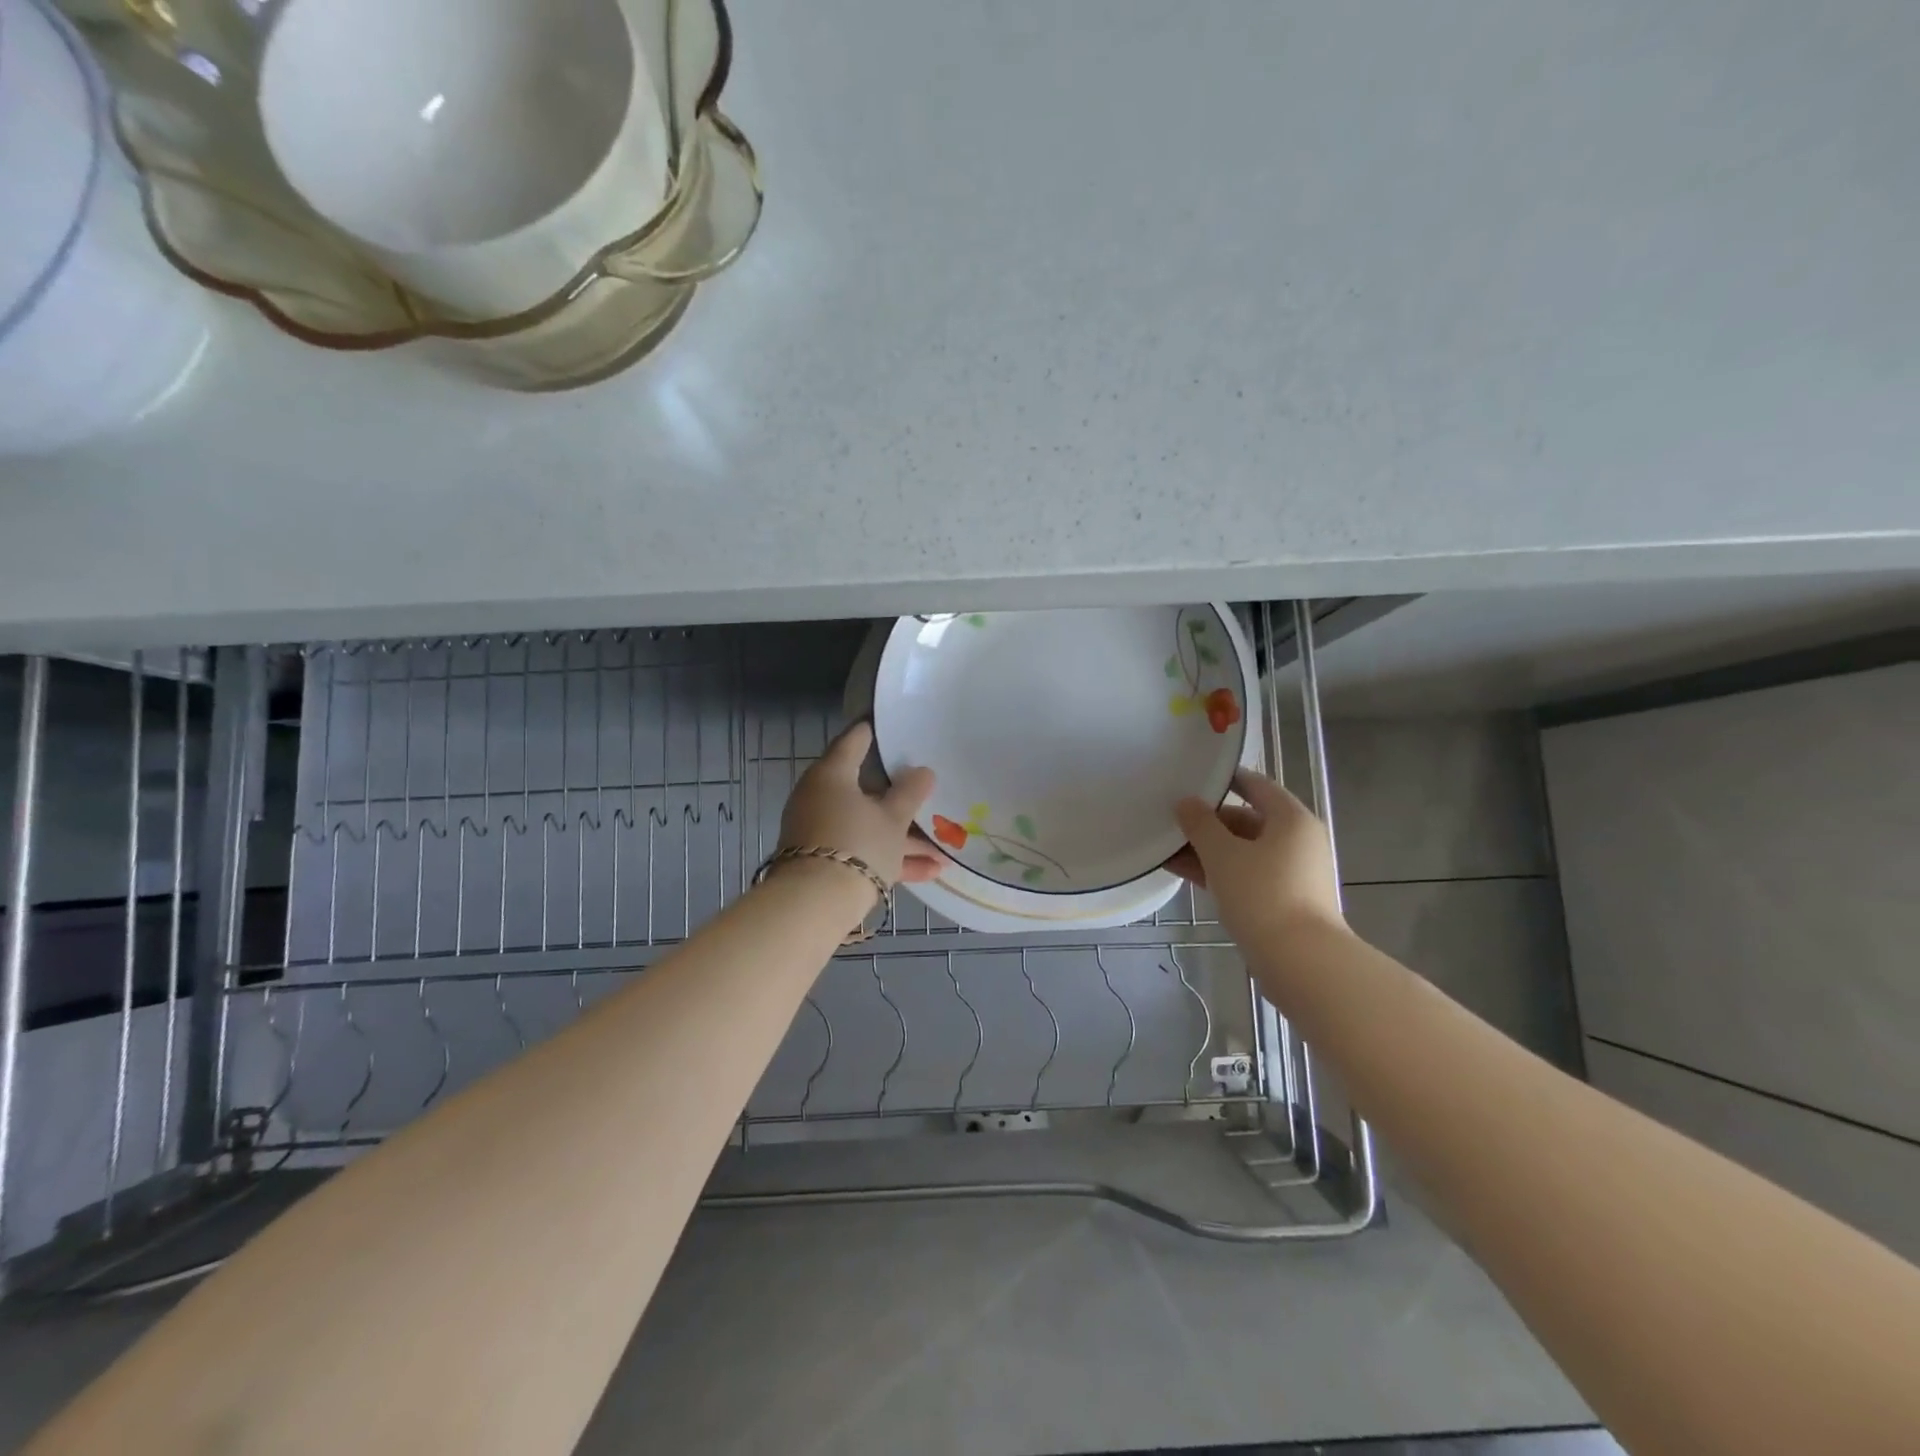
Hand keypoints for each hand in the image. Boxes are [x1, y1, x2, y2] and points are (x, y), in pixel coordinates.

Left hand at [778, 722, 942, 885]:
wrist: (815, 904)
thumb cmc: (857, 843)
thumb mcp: (893, 818)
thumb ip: (910, 793)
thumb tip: (923, 771)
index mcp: (832, 775)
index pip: (854, 742)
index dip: (873, 732)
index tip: (889, 725)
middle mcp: (821, 798)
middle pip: (866, 791)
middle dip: (900, 799)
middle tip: (927, 791)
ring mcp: (821, 831)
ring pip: (868, 826)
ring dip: (904, 838)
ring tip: (943, 850)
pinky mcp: (825, 861)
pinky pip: (864, 850)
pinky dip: (892, 858)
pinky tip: (931, 872)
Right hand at [1168, 768, 1345, 943]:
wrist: (1301, 961)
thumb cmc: (1262, 895)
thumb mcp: (1223, 854)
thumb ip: (1200, 824)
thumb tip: (1186, 802)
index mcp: (1292, 819)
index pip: (1256, 785)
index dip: (1225, 780)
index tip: (1193, 778)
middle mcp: (1298, 841)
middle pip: (1248, 820)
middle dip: (1208, 823)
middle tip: (1172, 821)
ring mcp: (1293, 873)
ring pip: (1244, 851)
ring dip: (1208, 850)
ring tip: (1167, 849)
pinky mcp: (1285, 901)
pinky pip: (1247, 875)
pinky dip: (1220, 872)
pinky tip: (1184, 874)